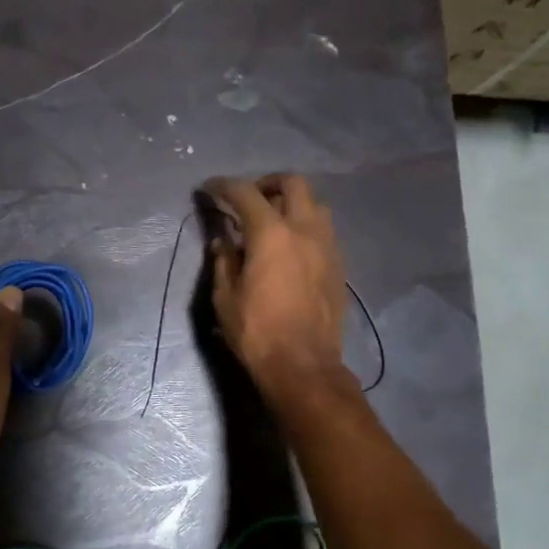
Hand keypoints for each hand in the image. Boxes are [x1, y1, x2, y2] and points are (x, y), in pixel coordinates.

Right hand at [205, 174, 347, 399]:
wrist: (303, 365)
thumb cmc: (257, 332)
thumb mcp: (225, 298)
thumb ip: (224, 261)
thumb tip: (222, 241)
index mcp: (272, 234)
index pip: (245, 194)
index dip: (224, 186)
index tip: (210, 188)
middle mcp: (305, 230)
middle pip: (292, 184)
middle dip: (267, 183)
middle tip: (249, 198)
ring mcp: (328, 246)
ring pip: (315, 205)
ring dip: (293, 203)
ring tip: (273, 222)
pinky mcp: (339, 266)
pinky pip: (324, 231)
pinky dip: (305, 227)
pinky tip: (292, 248)